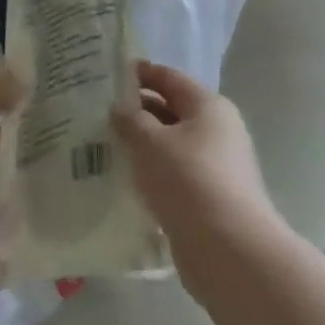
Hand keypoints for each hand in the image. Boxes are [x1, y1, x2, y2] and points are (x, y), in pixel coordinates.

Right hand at [112, 61, 280, 240]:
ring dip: (139, 145)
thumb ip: (129, 119)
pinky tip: (121, 178)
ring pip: (168, 145)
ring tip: (100, 145)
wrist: (230, 251)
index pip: (167, 76)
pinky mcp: (208, 197)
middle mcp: (216, 131)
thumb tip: (119, 109)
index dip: (136, 73)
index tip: (102, 77)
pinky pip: (171, 174)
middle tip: (94, 113)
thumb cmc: (188, 180)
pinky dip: (149, 173)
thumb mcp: (149, 141)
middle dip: (133, 111)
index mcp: (208, 106)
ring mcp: (215, 166)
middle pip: (169, 110)